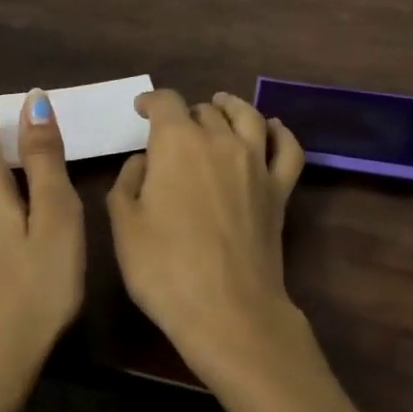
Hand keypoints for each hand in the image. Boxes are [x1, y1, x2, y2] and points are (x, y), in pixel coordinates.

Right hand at [106, 89, 305, 376]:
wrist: (228, 310)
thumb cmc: (165, 269)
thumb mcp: (124, 226)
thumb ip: (128, 182)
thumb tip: (144, 161)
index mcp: (177, 143)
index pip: (165, 102)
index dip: (150, 101)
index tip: (140, 109)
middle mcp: (220, 141)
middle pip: (204, 110)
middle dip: (185, 114)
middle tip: (173, 130)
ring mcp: (256, 163)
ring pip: (247, 116)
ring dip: (230, 106)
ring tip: (221, 105)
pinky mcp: (280, 189)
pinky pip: (287, 148)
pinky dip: (280, 132)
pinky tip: (272, 128)